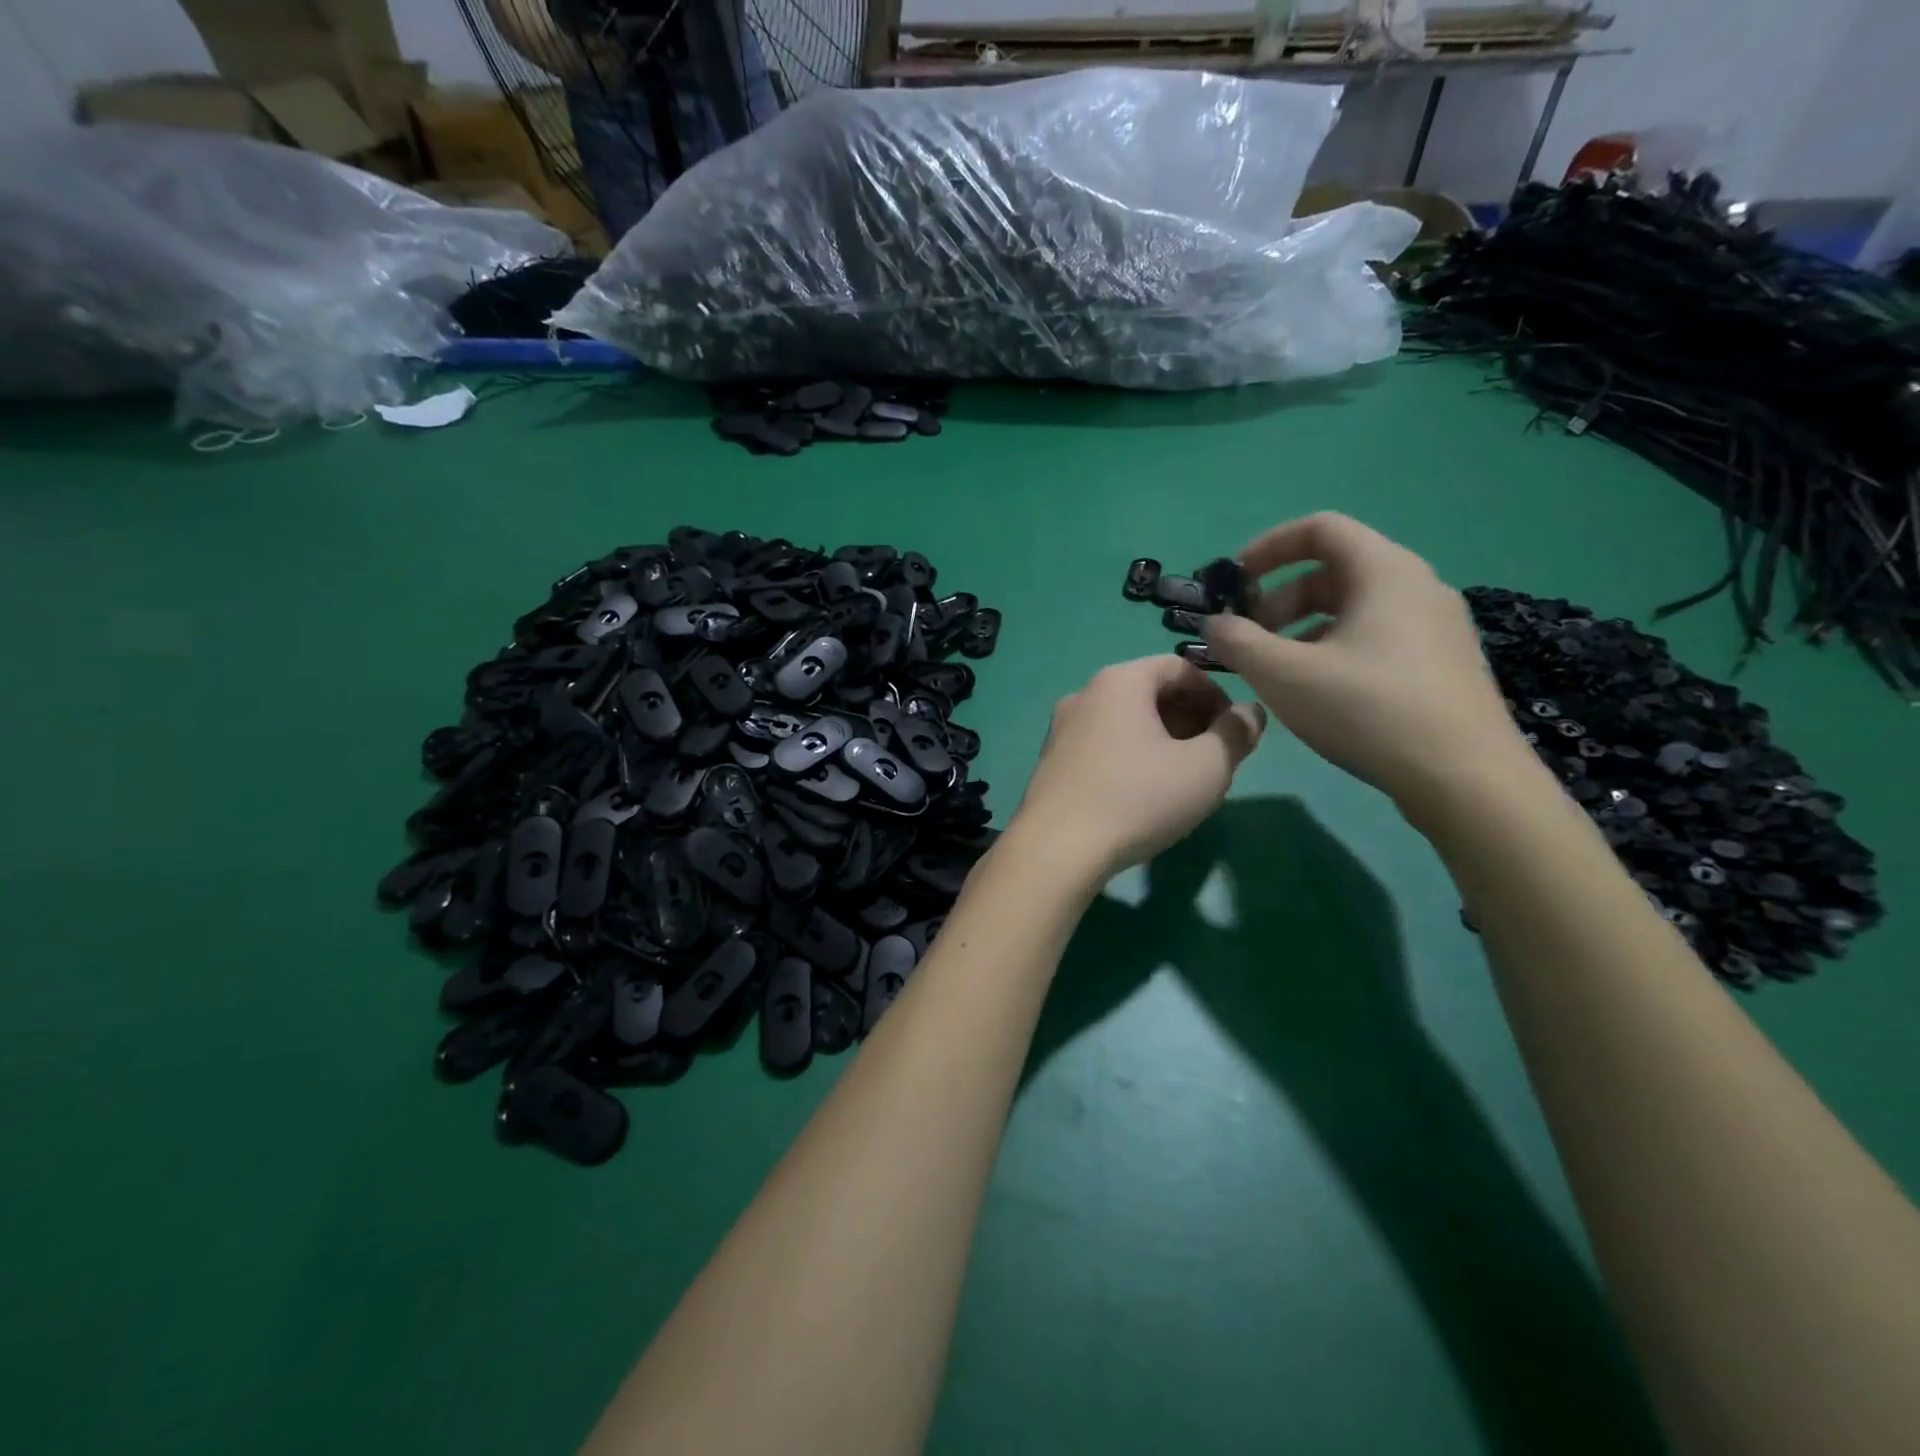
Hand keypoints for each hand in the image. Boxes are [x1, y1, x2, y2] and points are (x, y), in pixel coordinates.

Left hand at [1008, 656, 1265, 880]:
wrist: (1057, 848)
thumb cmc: (1138, 798)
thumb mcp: (1206, 768)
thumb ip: (1236, 734)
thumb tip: (1251, 713)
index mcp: (1120, 681)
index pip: (1179, 667)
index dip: (1216, 694)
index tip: (1235, 730)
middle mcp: (1084, 694)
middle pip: (1149, 692)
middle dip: (1190, 718)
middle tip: (1214, 756)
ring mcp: (1061, 729)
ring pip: (1125, 721)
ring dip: (1161, 739)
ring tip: (1183, 777)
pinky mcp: (1051, 762)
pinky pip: (1102, 745)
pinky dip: (1131, 756)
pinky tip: (1143, 793)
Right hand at [1200, 513, 1531, 820]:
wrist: (1465, 778)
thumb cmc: (1368, 711)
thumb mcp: (1284, 675)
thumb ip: (1238, 642)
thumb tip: (1214, 624)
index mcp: (1384, 572)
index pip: (1320, 529)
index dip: (1269, 547)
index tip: (1234, 581)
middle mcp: (1416, 586)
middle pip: (1334, 570)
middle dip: (1278, 597)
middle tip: (1247, 636)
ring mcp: (1435, 625)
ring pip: (1354, 606)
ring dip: (1302, 626)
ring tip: (1274, 668)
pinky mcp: (1441, 662)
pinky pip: (1376, 634)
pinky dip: (1334, 646)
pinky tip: (1317, 689)